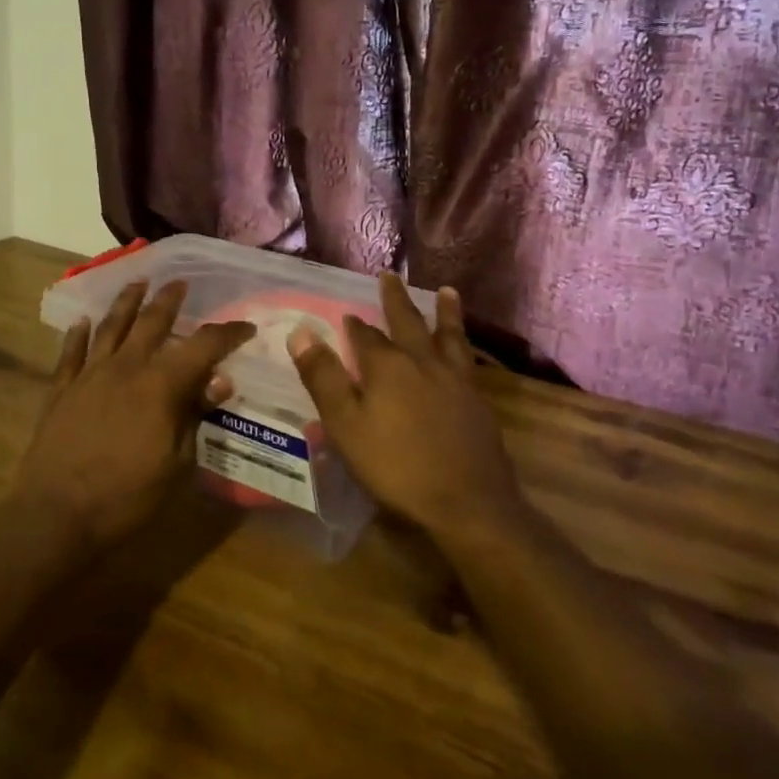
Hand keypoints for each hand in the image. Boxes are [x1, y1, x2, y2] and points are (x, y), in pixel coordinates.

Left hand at [12, 280, 255, 553]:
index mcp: (160, 385)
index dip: (227, 333)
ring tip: (137, 282)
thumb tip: (219, 381)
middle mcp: (125, 368)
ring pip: (110, 327)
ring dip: (126, 302)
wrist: (55, 516)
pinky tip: (81, 322)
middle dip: (170, 300)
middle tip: (180, 283)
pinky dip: (77, 335)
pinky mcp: (60, 391)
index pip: (203, 346)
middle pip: (151, 322)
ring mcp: (89, 376)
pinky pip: (70, 354)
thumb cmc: (126, 497)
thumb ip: (196, 416)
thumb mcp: (178, 464)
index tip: (245, 328)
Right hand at [289, 274, 522, 543]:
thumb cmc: (396, 466)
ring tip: (447, 291)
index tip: (348, 315)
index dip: (354, 326)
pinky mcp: (477, 401)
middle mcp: (423, 362)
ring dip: (445, 312)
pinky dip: (463, 344)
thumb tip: (301, 332)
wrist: (466, 502)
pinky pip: (467, 359)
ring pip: (448, 335)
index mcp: (387, 366)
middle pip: (408, 322)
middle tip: (391, 276)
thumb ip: (324, 377)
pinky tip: (464, 350)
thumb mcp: (346, 425)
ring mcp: (455, 380)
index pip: (366, 336)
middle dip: (396, 300)